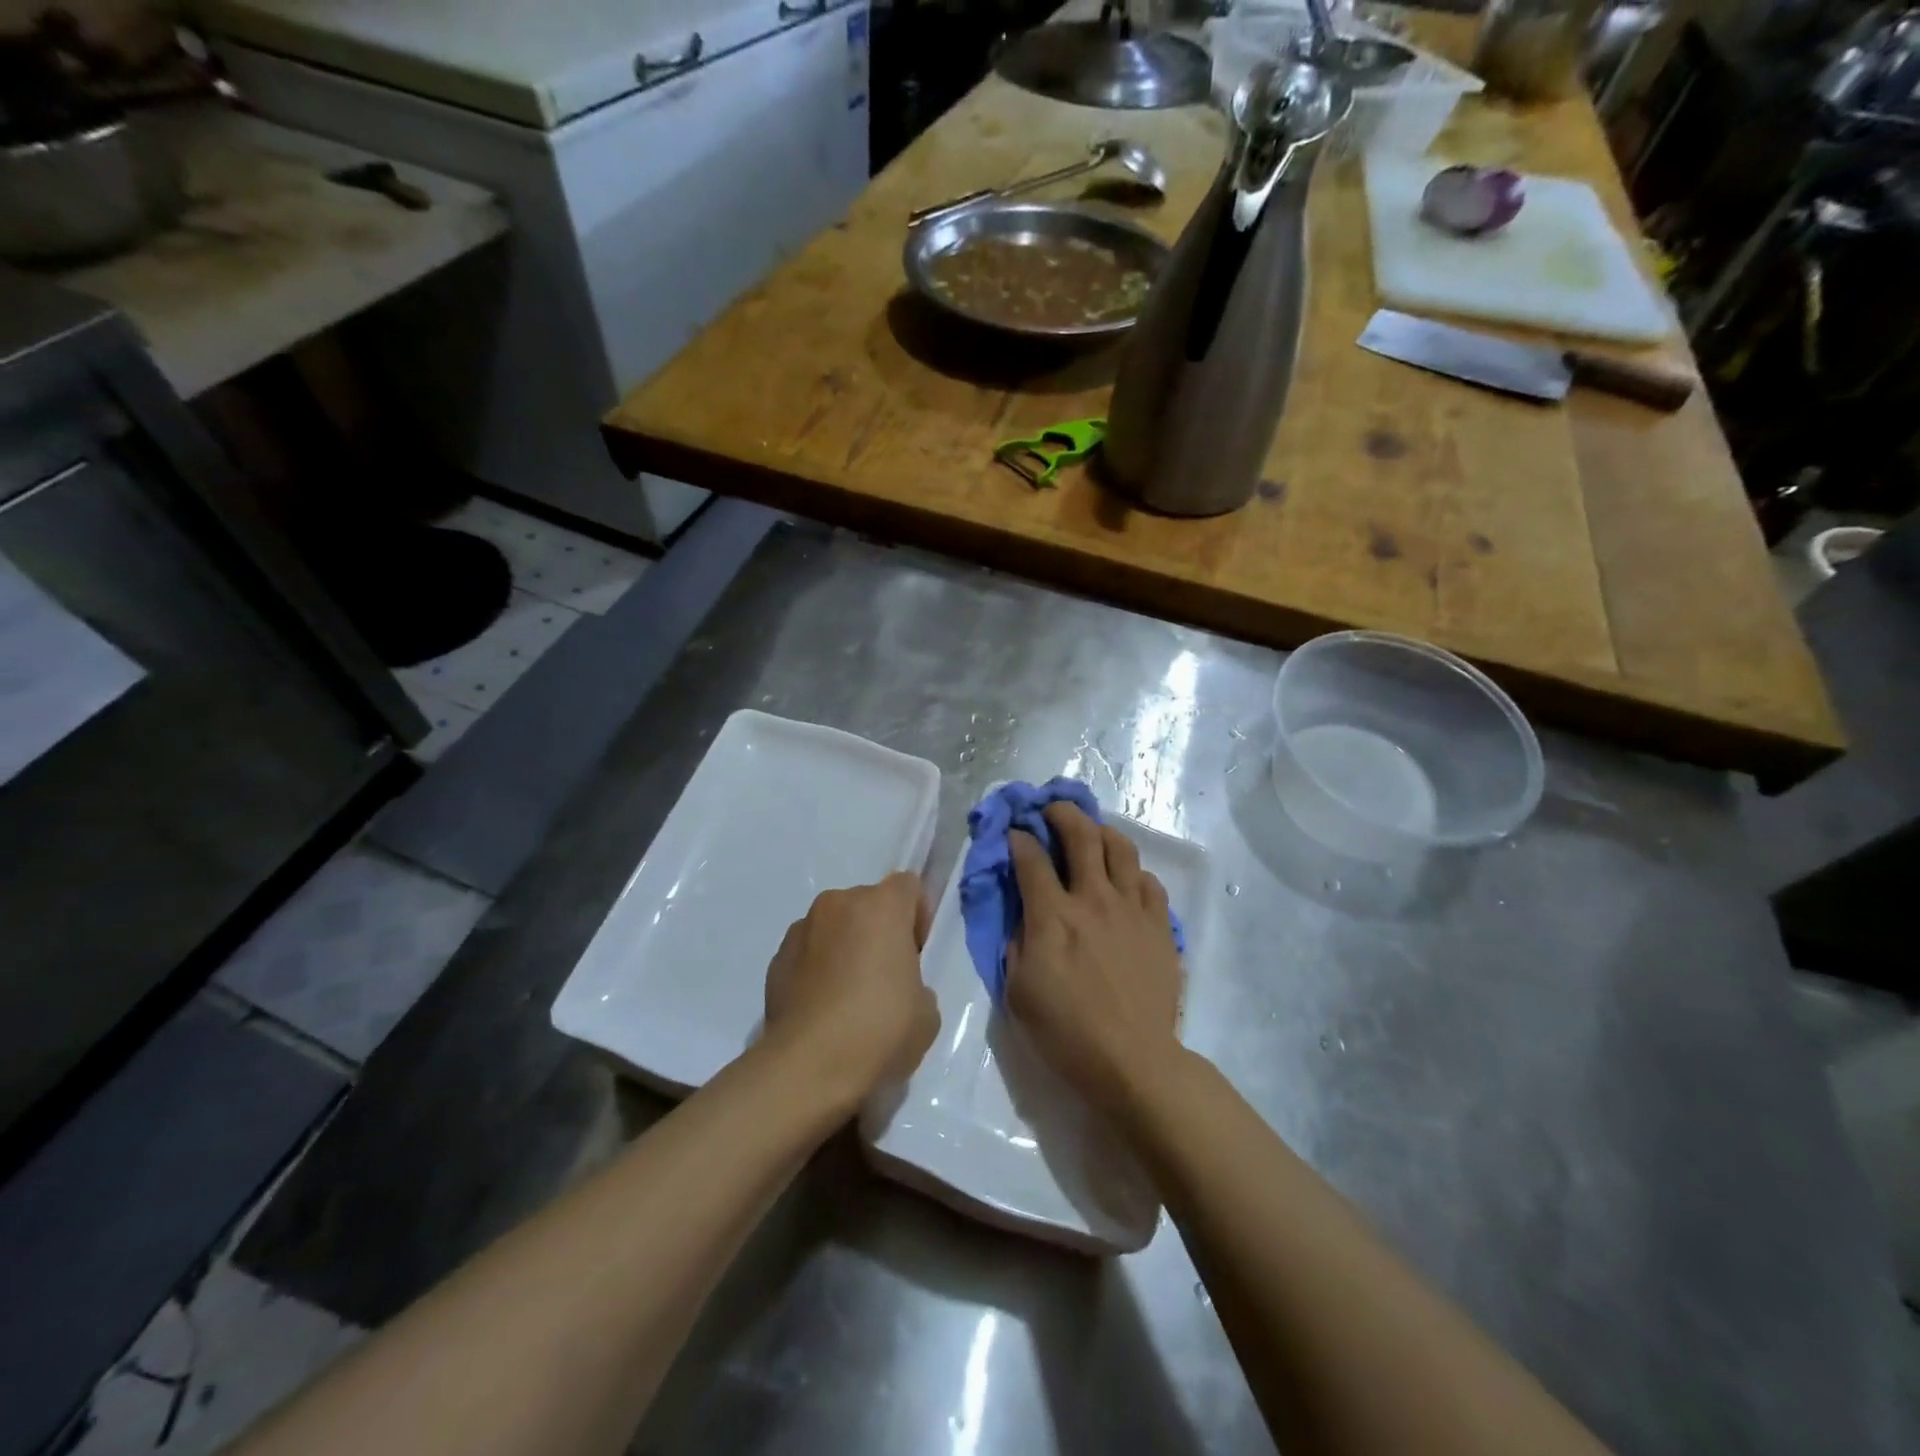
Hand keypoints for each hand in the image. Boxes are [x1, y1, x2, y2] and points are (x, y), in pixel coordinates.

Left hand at [763, 872, 939, 1110]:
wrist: (808, 1068)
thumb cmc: (880, 1030)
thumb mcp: (926, 1011)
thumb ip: (916, 982)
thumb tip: (896, 986)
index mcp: (881, 906)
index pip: (908, 886)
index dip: (917, 916)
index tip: (916, 954)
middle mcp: (838, 904)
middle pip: (868, 905)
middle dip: (878, 931)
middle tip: (885, 978)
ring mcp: (801, 929)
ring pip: (834, 927)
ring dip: (844, 948)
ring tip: (848, 998)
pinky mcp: (775, 959)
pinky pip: (808, 953)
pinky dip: (817, 970)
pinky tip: (823, 1010)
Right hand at [1006, 803, 1184, 1115]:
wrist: (1132, 1062)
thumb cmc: (1066, 1033)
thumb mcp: (1018, 993)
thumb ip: (1017, 945)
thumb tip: (1024, 916)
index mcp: (1053, 916)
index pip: (1031, 859)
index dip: (1018, 839)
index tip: (1014, 834)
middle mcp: (1093, 899)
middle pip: (1081, 835)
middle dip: (1062, 813)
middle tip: (1051, 810)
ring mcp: (1131, 909)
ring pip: (1121, 848)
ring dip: (1101, 832)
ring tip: (1092, 834)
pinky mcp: (1159, 925)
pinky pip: (1149, 882)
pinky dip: (1133, 873)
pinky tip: (1125, 881)